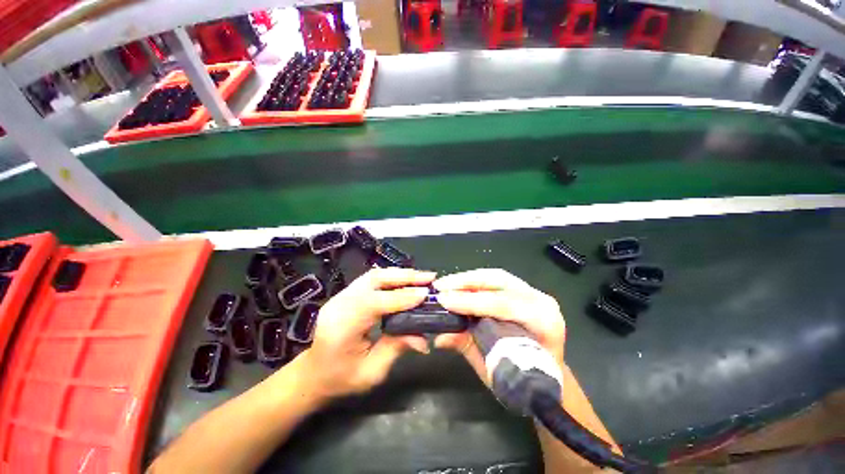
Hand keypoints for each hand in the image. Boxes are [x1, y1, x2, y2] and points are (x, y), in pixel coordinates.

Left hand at [297, 268, 434, 400]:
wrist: (313, 374)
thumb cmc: (340, 379)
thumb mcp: (372, 371)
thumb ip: (397, 347)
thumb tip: (424, 338)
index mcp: (342, 326)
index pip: (375, 303)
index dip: (401, 297)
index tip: (425, 294)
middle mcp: (339, 304)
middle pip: (374, 279)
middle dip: (404, 277)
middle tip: (428, 277)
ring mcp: (341, 295)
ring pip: (373, 275)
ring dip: (399, 274)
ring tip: (420, 277)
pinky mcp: (347, 293)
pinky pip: (371, 279)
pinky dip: (391, 277)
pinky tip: (404, 280)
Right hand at [432, 269, 566, 386]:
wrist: (551, 378)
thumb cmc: (526, 378)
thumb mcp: (495, 368)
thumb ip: (469, 347)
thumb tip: (440, 337)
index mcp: (544, 323)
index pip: (502, 305)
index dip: (471, 302)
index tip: (445, 301)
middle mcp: (541, 301)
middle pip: (499, 281)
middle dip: (466, 282)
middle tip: (441, 286)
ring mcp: (533, 293)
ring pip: (496, 276)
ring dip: (468, 279)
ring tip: (446, 284)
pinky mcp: (524, 291)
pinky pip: (496, 280)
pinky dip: (474, 282)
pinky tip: (459, 286)